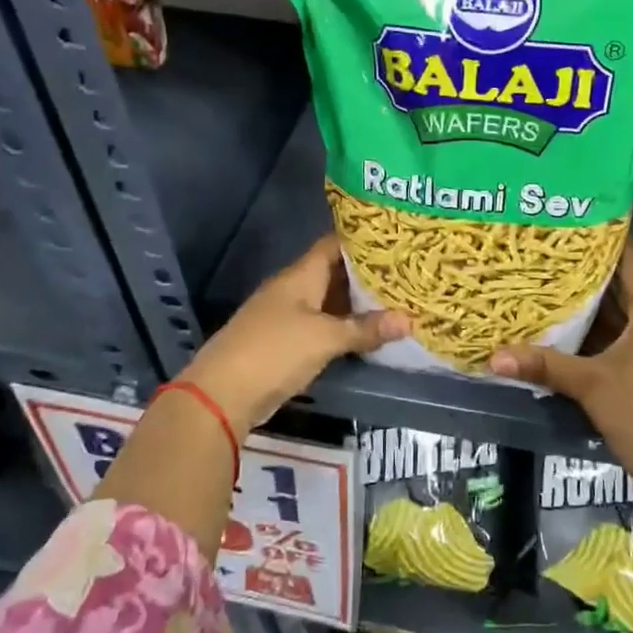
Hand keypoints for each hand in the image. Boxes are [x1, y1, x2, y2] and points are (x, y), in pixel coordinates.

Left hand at [182, 235, 407, 436]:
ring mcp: (288, 316)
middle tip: (407, 273)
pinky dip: (345, 326)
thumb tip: (410, 319)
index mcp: (300, 275)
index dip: (364, 240)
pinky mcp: (287, 342)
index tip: (397, 239)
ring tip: (397, 299)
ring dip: (358, 303)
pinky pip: (323, 325)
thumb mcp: (325, 338)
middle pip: (335, 273)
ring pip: (330, 301)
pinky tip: (370, 332)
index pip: (334, 245)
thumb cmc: (274, 351)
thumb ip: (366, 329)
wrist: (222, 394)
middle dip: (368, 274)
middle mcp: (294, 289)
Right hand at [490, 243, 632, 489]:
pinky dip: (624, 328)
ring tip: (570, 296)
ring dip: (612, 306)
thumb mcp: (588, 386)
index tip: (580, 233)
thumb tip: (493, 356)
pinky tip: (594, 335)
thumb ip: (544, 365)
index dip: (612, 243)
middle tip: (562, 266)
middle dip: (602, 277)